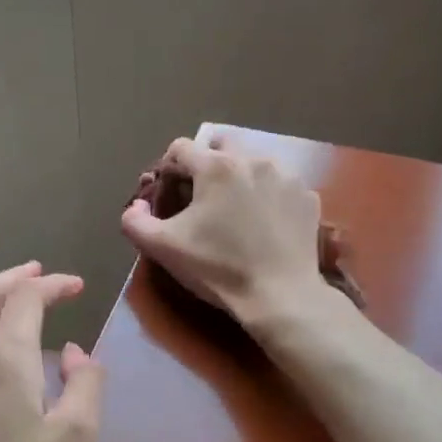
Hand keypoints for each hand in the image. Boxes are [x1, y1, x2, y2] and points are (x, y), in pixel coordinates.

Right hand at [121, 137, 331, 326]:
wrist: (281, 297)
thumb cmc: (218, 268)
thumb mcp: (162, 248)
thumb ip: (135, 221)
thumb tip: (137, 207)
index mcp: (216, 166)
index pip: (180, 148)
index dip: (167, 170)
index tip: (168, 197)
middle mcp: (254, 159)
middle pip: (220, 145)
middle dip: (205, 164)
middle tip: (201, 199)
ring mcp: (286, 177)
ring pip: (253, 162)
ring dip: (238, 178)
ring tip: (234, 212)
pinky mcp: (307, 197)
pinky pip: (279, 185)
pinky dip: (267, 196)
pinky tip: (263, 224)